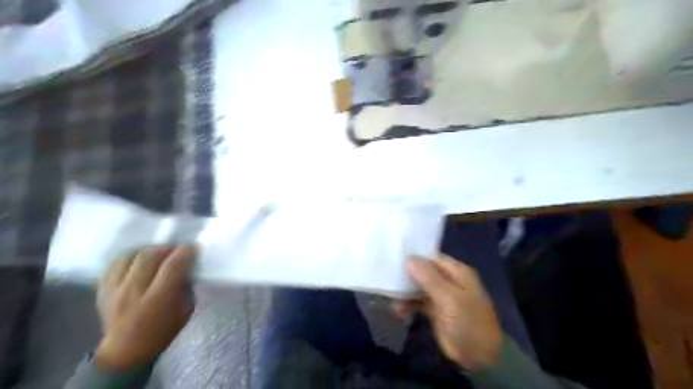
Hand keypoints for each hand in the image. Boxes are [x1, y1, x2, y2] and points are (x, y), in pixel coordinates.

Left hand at [94, 245, 196, 368]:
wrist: (125, 351)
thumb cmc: (163, 331)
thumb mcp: (185, 310)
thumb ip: (186, 286)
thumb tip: (187, 267)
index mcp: (157, 300)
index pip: (172, 266)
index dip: (185, 252)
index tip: (193, 248)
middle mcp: (133, 292)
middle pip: (149, 256)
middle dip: (167, 248)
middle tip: (176, 249)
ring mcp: (113, 290)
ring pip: (130, 256)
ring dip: (148, 250)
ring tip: (157, 253)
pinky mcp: (102, 289)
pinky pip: (115, 263)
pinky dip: (130, 257)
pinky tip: (139, 260)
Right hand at [396, 256, 504, 369]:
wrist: (479, 356)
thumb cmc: (468, 321)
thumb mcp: (449, 298)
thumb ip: (429, 278)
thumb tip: (408, 258)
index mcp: (457, 272)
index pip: (432, 258)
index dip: (415, 257)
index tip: (395, 258)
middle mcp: (449, 280)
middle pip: (424, 271)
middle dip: (407, 276)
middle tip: (388, 280)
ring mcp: (442, 296)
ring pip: (419, 287)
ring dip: (406, 292)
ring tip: (393, 302)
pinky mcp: (436, 310)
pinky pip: (419, 301)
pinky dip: (409, 304)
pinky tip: (398, 311)